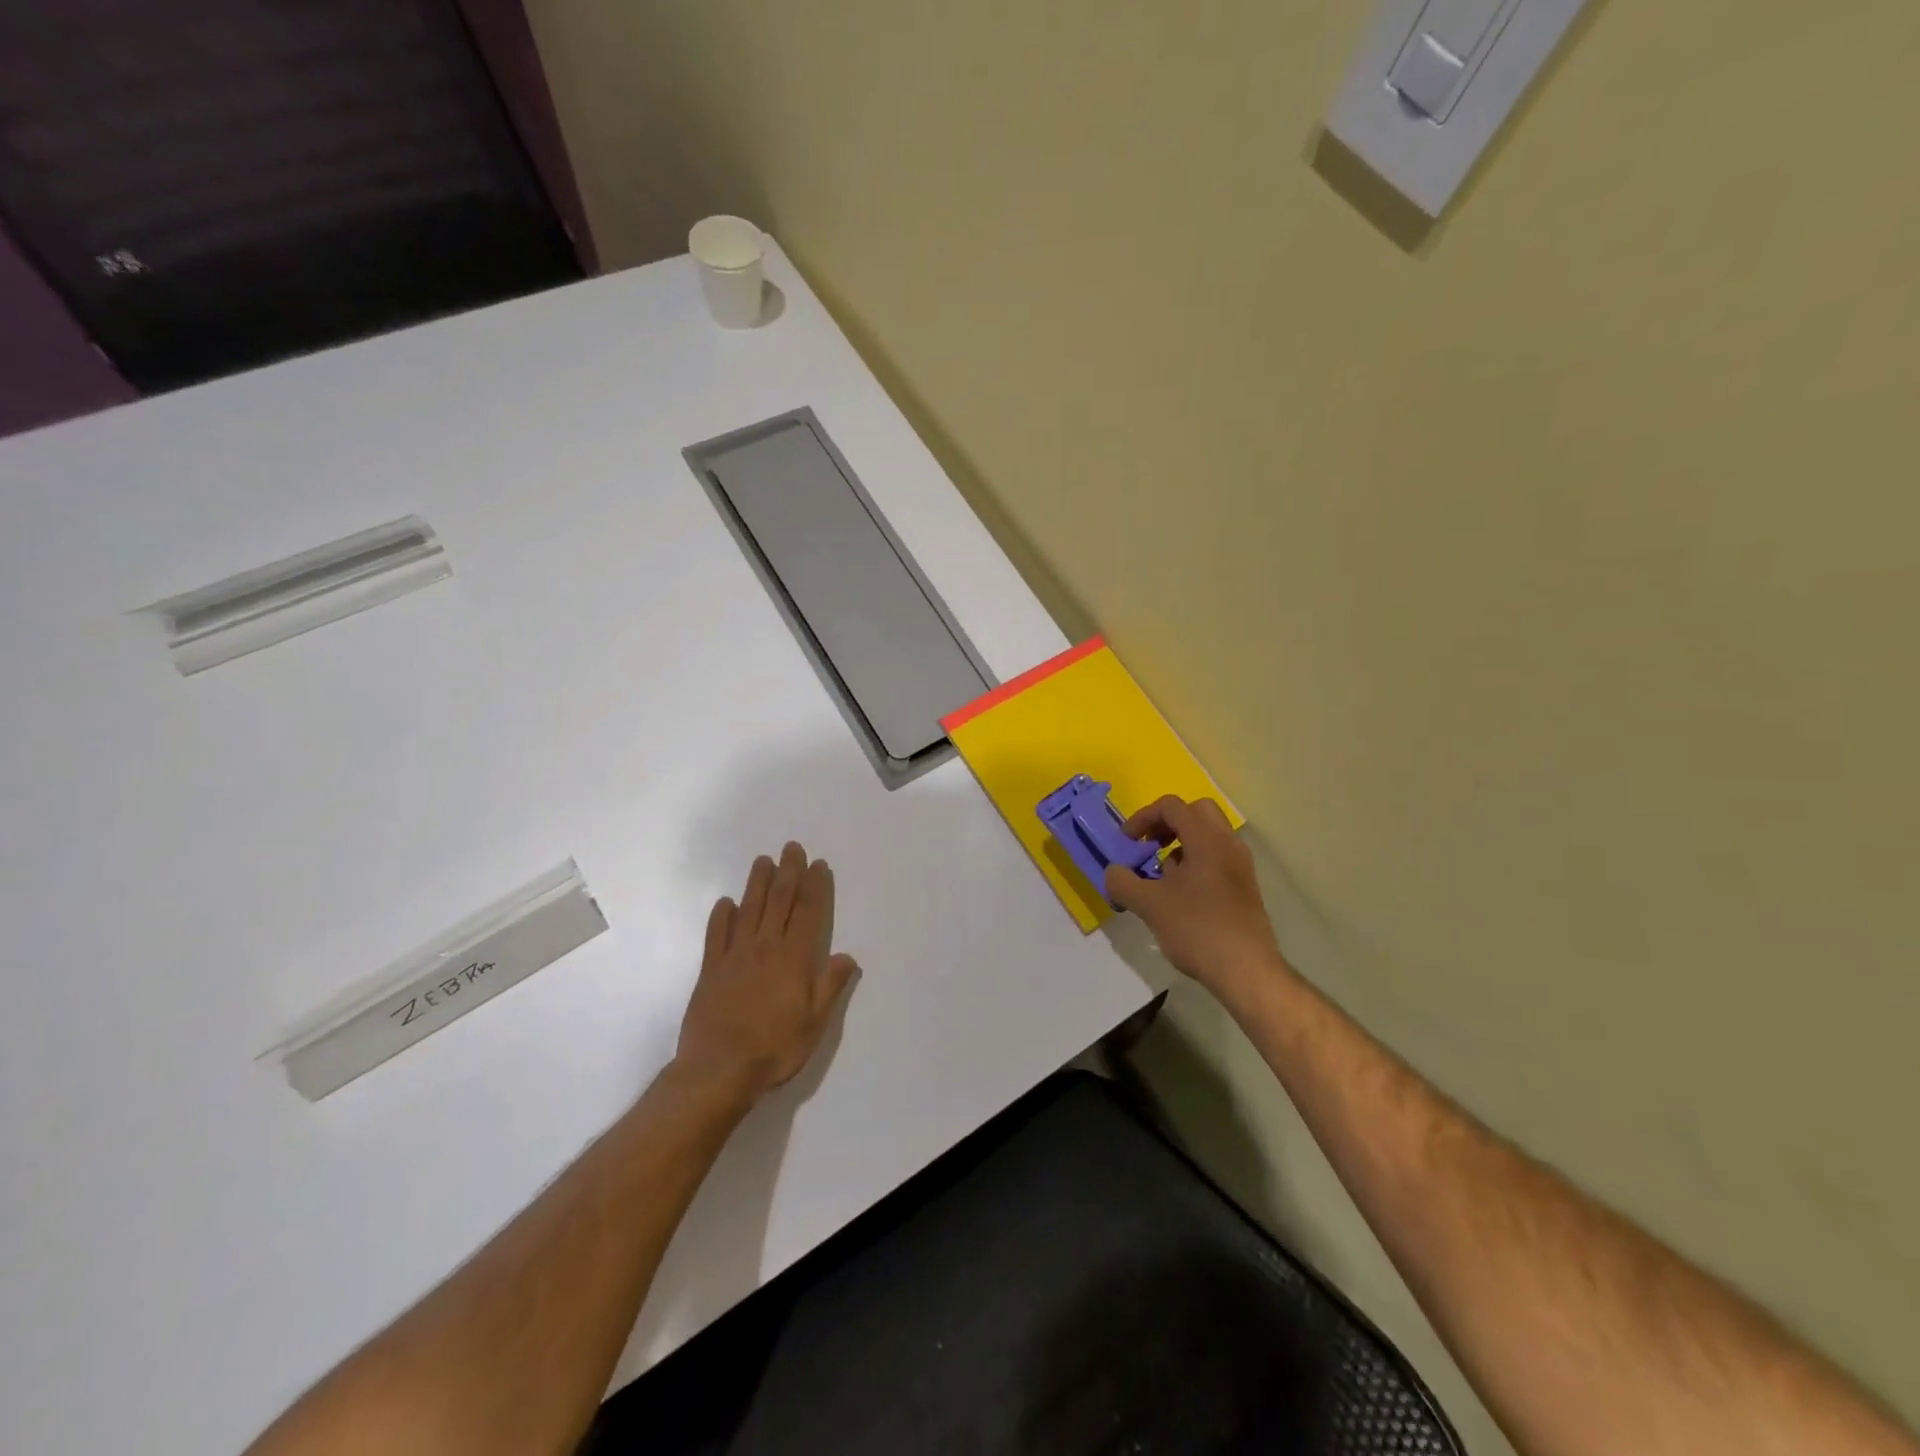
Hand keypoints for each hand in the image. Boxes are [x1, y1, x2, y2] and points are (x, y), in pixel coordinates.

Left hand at [674, 842, 859, 1103]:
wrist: (719, 1070)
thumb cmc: (774, 1048)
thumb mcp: (815, 1023)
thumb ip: (830, 986)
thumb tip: (847, 956)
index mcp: (795, 958)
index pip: (809, 913)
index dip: (815, 886)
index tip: (818, 864)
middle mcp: (766, 948)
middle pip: (779, 902)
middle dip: (788, 873)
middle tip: (792, 848)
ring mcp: (735, 956)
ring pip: (749, 910)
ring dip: (758, 883)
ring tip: (764, 861)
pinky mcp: (711, 969)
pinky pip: (717, 935)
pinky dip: (721, 916)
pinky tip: (725, 903)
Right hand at [1104, 796, 1287, 1006]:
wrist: (1246, 971)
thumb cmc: (1197, 929)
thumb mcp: (1149, 905)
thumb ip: (1123, 882)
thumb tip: (1113, 873)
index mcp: (1207, 839)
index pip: (1172, 806)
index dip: (1143, 817)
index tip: (1127, 843)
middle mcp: (1227, 844)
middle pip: (1195, 812)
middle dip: (1166, 824)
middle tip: (1148, 847)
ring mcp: (1240, 865)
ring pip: (1207, 836)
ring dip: (1180, 845)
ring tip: (1160, 877)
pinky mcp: (1244, 887)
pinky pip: (1216, 858)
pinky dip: (1194, 862)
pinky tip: (1179, 896)